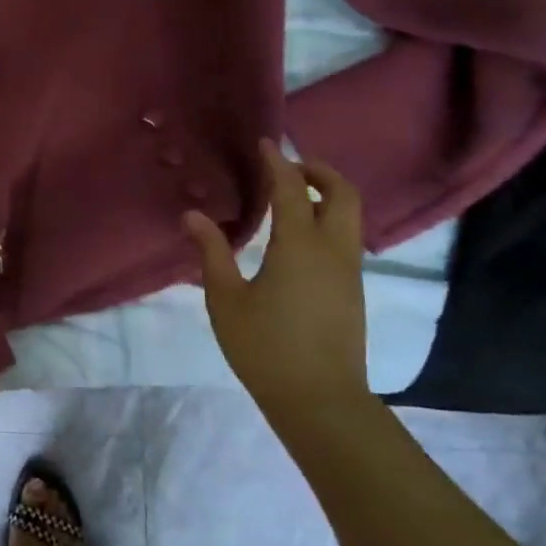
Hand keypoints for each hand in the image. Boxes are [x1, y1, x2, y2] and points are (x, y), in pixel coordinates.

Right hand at [183, 140, 370, 426]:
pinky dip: (328, 219)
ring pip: (350, 216)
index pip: (292, 188)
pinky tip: (299, 236)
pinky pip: (346, 238)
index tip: (264, 144)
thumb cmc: (265, 348)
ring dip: (327, 195)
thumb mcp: (226, 299)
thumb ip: (211, 253)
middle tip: (287, 167)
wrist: (320, 401)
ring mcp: (349, 271)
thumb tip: (192, 215)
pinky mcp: (353, 290)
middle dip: (319, 171)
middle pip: (342, 193)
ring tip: (291, 197)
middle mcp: (333, 250)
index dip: (278, 162)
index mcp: (300, 246)